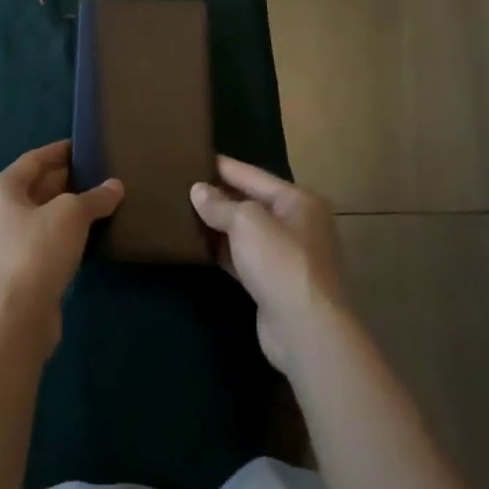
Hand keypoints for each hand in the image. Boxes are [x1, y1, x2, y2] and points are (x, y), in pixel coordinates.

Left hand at [0, 140, 122, 359]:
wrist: (13, 322)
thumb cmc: (37, 252)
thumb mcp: (72, 215)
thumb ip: (95, 197)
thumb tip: (115, 186)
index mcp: (0, 189)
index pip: (34, 159)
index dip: (60, 151)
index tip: (84, 146)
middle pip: (34, 187)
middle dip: (66, 182)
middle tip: (98, 176)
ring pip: (37, 217)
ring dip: (64, 211)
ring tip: (97, 205)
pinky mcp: (10, 274)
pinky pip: (38, 243)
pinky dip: (59, 236)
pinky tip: (84, 239)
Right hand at [191, 156, 347, 371]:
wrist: (306, 331)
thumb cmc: (280, 262)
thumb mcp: (246, 222)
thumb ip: (220, 204)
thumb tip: (198, 190)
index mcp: (298, 200)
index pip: (252, 174)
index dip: (222, 166)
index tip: (193, 157)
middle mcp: (297, 224)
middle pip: (251, 202)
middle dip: (219, 196)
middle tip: (182, 185)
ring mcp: (287, 256)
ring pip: (247, 232)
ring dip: (220, 225)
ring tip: (184, 212)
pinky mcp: (275, 284)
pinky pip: (244, 258)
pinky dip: (224, 252)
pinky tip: (200, 247)